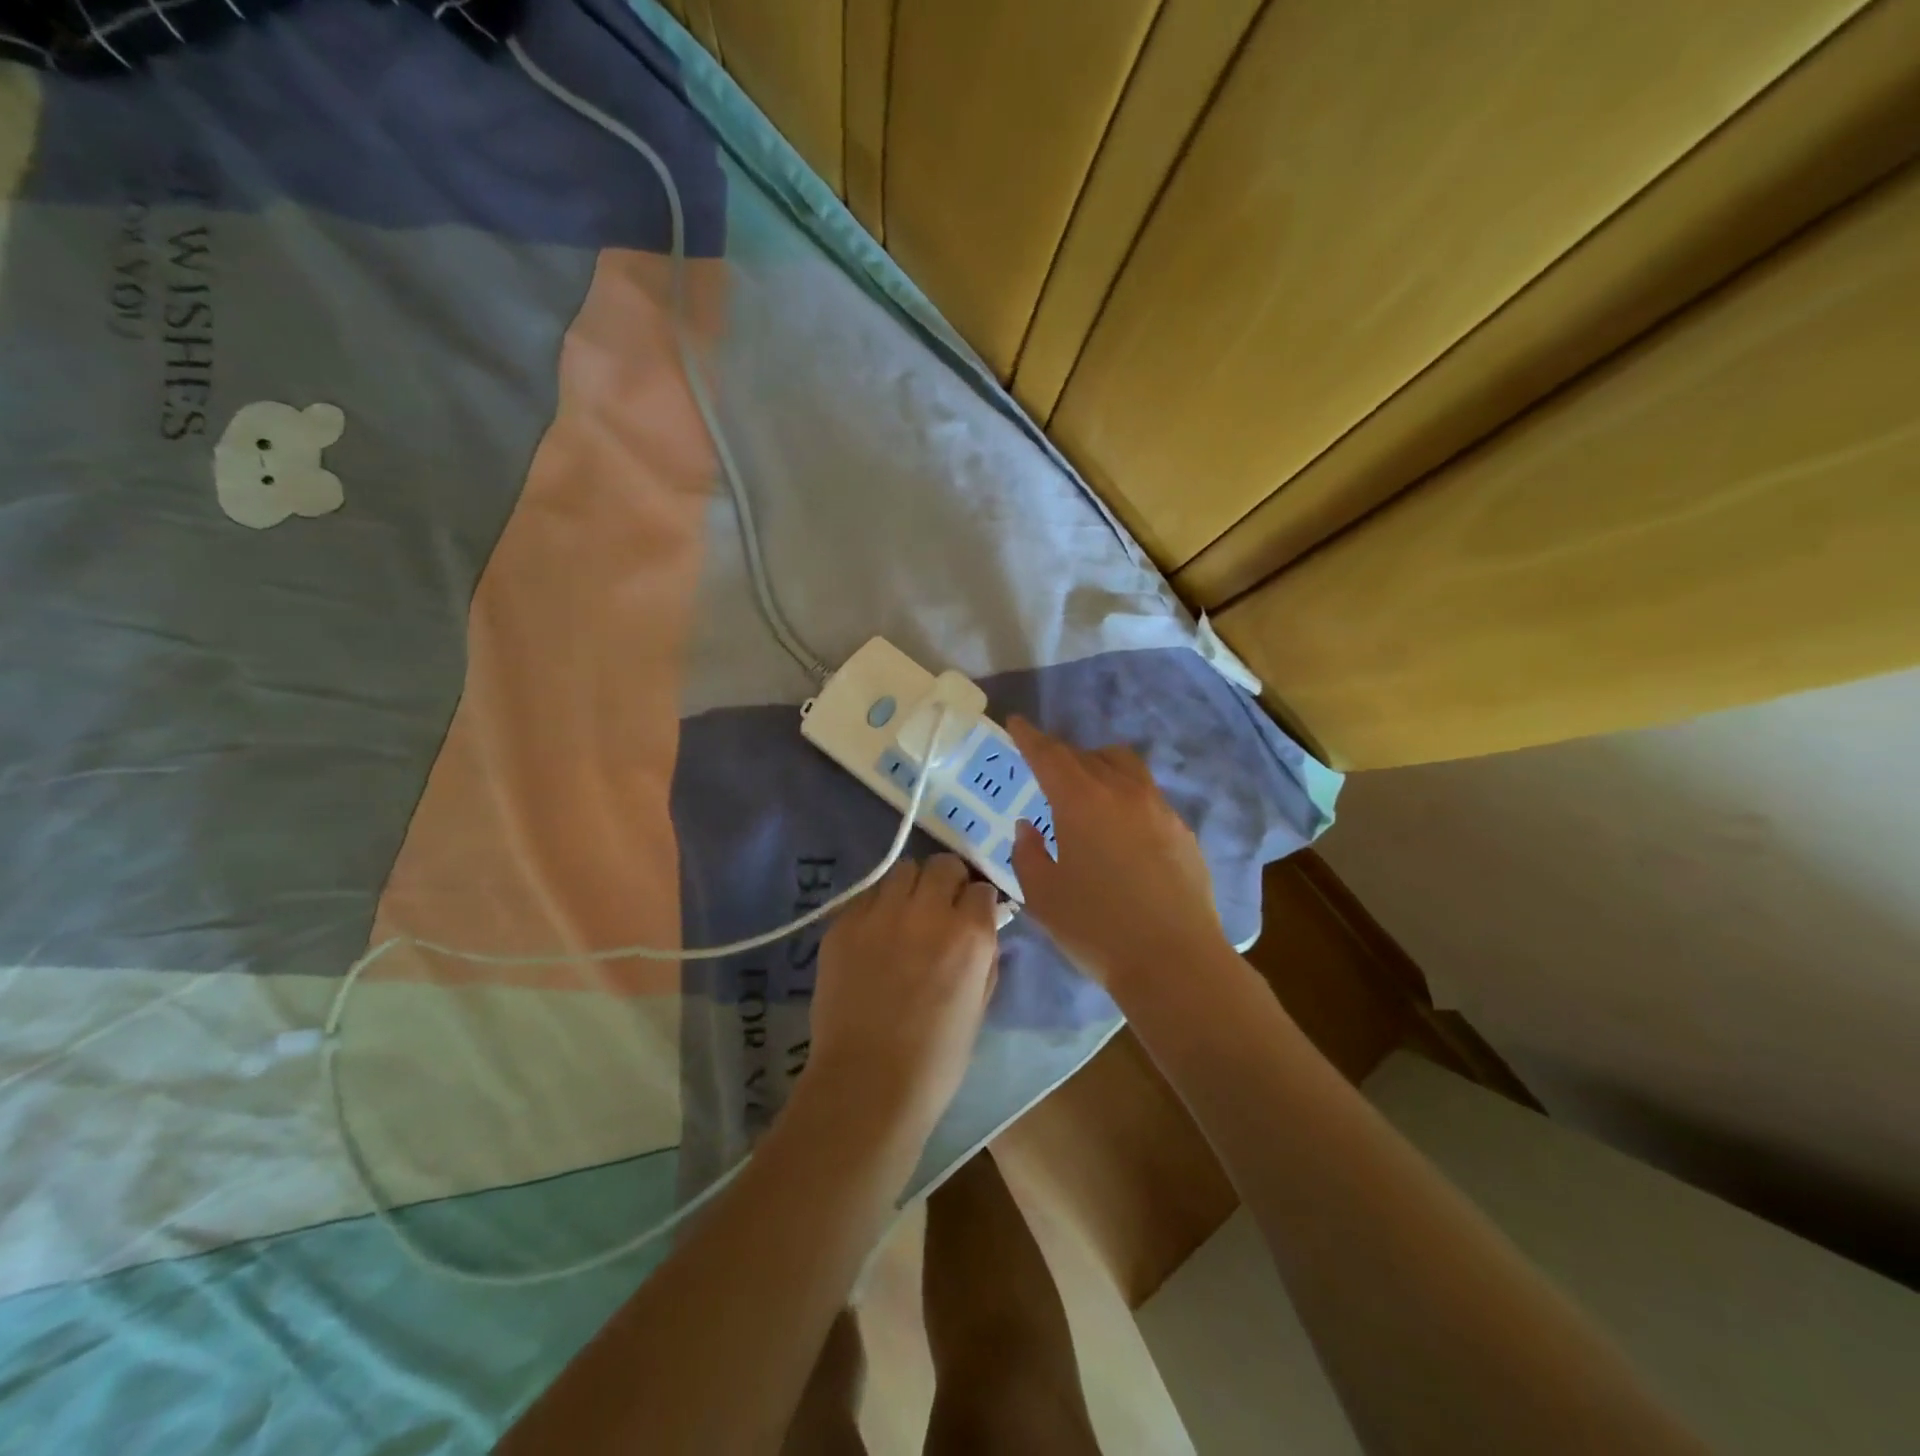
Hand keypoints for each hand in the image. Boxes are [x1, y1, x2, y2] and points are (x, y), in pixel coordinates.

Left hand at [806, 855, 1000, 1149]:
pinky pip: (867, 895)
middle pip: (943, 865)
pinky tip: (874, 936)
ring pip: (902, 871)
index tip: (971, 916)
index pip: (981, 888)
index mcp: (970, 933)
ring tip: (904, 915)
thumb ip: (984, 957)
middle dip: (947, 881)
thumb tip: (982, 929)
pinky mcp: (843, 923)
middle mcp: (927, 910)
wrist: (867, 1083)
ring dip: (911, 888)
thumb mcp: (980, 1005)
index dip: (977, 903)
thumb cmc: (937, 1058)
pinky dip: (876, 907)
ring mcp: (880, 913)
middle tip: (939, 908)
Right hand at [1008, 717, 1225, 989]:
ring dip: (1100, 767)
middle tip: (1047, 772)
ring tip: (1087, 793)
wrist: (1175, 960)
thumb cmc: (1096, 928)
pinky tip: (1122, 830)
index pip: (1050, 754)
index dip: (1030, 737)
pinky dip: (1126, 796)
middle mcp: (1122, 791)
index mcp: (1081, 800)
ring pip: (1125, 767)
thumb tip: (1029, 827)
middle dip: (1063, 756)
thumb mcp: (1042, 895)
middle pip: (1088, 755)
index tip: (1017, 724)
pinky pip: (1148, 795)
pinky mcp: (1183, 830)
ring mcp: (1159, 808)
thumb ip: (1028, 853)